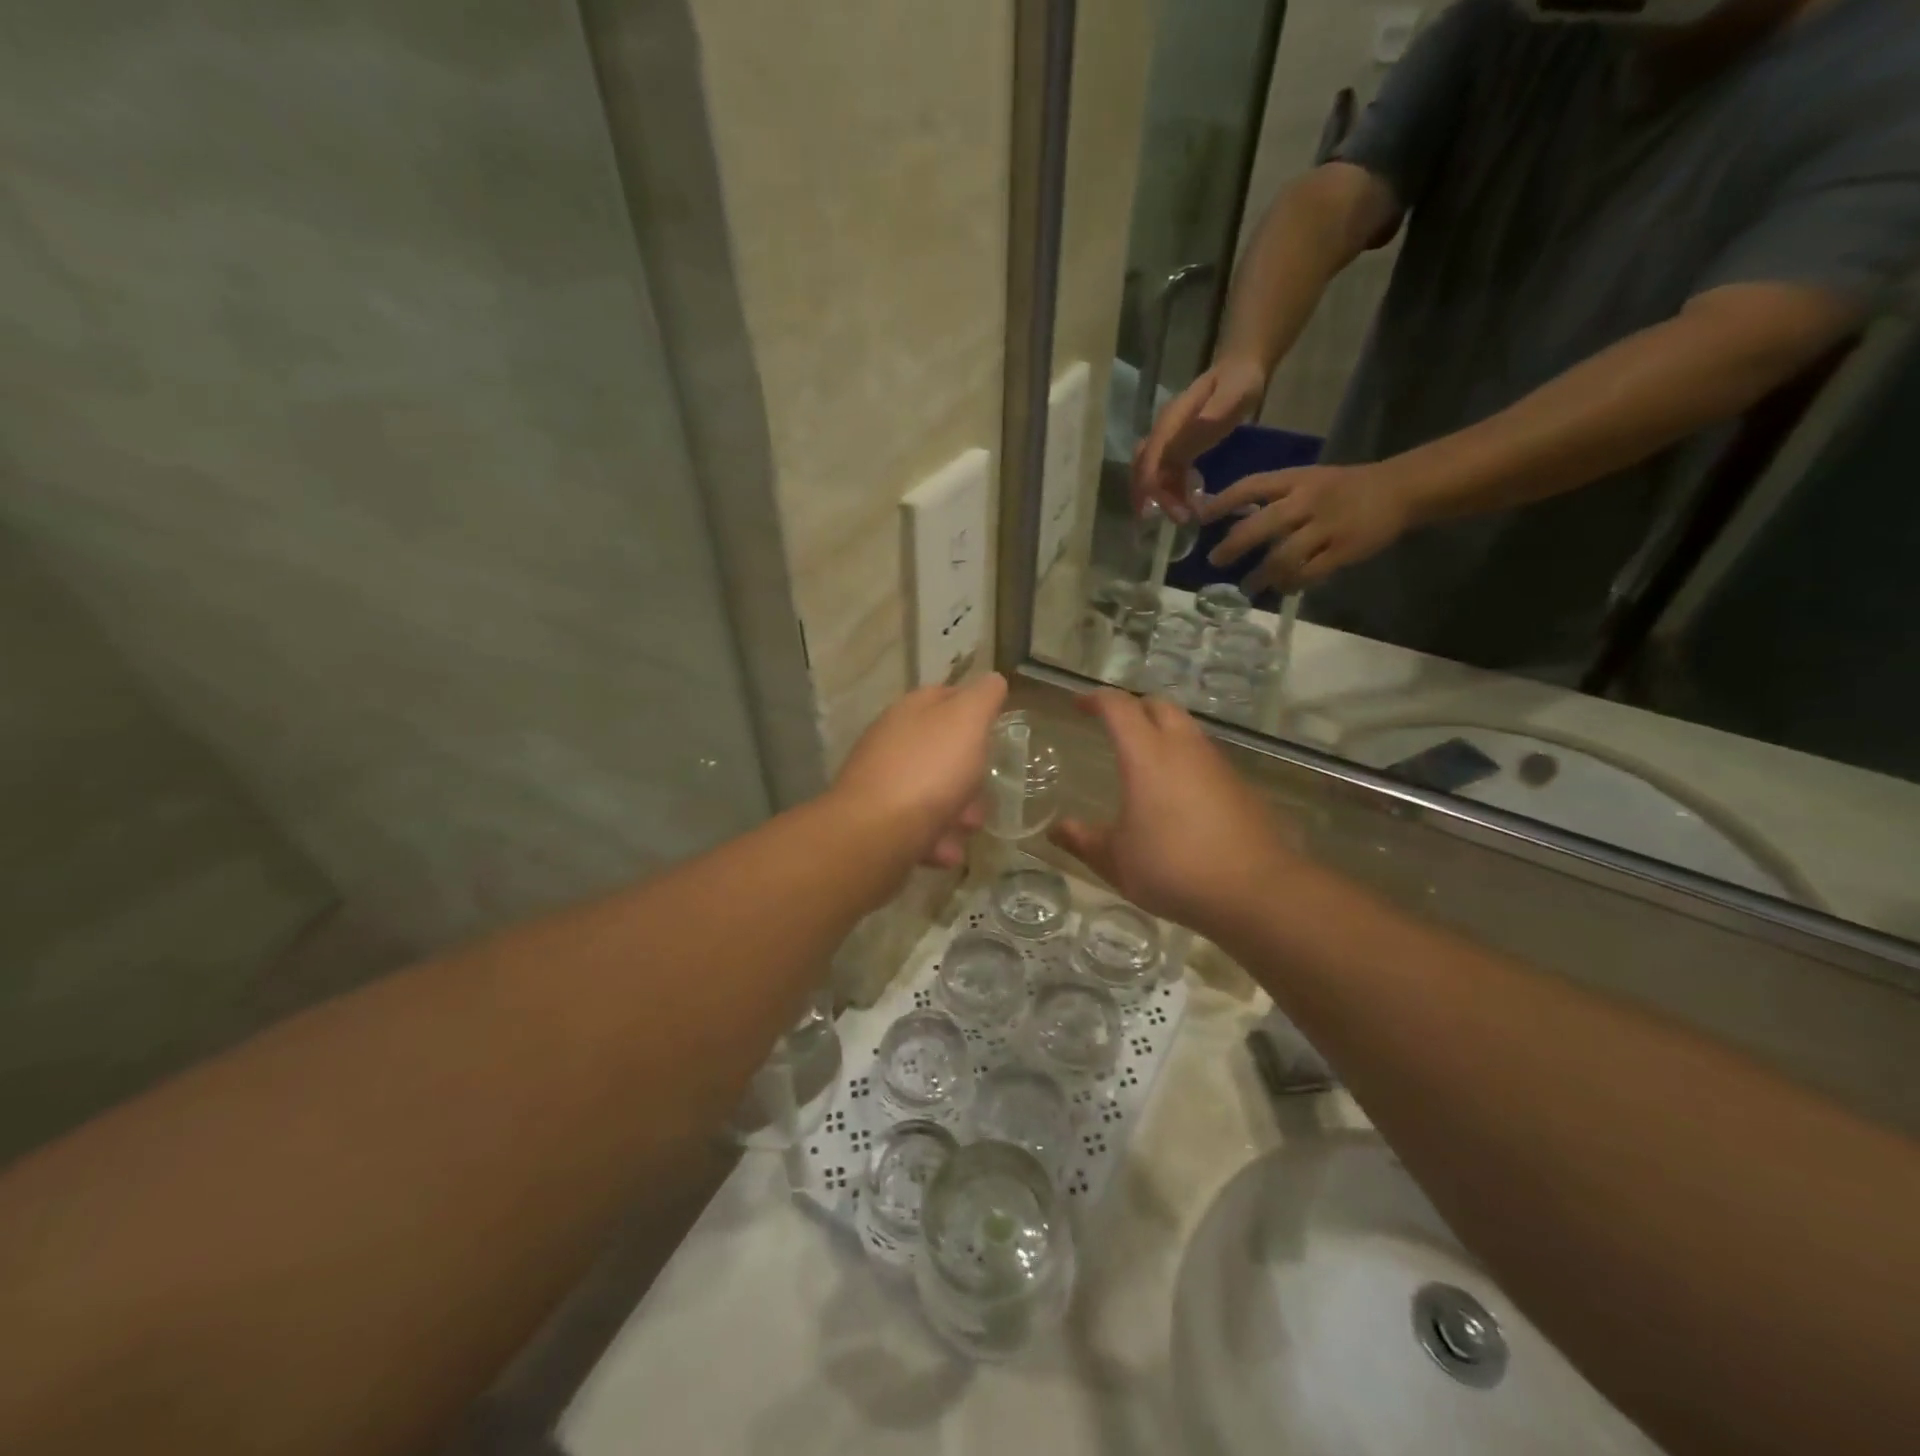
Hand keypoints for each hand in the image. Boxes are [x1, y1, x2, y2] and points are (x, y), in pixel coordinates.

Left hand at [832, 673, 1008, 869]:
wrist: (875, 834)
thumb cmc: (928, 770)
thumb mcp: (967, 721)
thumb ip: (983, 697)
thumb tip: (993, 679)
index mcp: (910, 712)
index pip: (944, 696)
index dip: (973, 707)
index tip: (997, 727)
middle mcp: (891, 743)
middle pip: (941, 751)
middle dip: (969, 774)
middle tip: (985, 789)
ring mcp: (882, 784)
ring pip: (932, 793)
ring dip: (958, 812)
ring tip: (967, 828)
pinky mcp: (878, 824)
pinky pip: (918, 828)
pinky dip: (936, 839)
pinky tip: (946, 851)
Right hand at [1048, 691, 1295, 935]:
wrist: (1254, 891)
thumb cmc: (1172, 868)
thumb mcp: (1116, 861)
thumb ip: (1083, 841)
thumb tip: (1055, 830)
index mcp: (1147, 755)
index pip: (1119, 707)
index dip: (1096, 700)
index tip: (1079, 705)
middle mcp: (1184, 748)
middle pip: (1158, 706)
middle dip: (1133, 707)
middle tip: (1113, 726)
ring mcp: (1216, 764)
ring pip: (1187, 729)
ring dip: (1162, 731)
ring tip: (1144, 759)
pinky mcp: (1240, 785)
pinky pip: (1205, 757)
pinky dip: (1185, 759)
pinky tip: (1178, 794)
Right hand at [1132, 356, 1269, 521]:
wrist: (1241, 368)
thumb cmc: (1239, 381)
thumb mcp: (1232, 394)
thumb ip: (1213, 413)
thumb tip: (1190, 435)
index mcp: (1171, 422)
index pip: (1152, 462)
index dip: (1158, 490)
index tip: (1178, 513)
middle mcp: (1163, 432)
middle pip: (1144, 470)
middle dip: (1151, 498)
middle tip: (1174, 520)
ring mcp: (1168, 440)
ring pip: (1152, 473)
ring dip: (1161, 497)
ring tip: (1182, 517)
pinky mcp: (1177, 446)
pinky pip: (1166, 472)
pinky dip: (1171, 490)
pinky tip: (1186, 503)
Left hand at [1199, 463, 1410, 593]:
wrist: (1401, 489)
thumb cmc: (1345, 487)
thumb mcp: (1309, 480)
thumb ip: (1275, 498)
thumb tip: (1232, 519)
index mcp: (1296, 480)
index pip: (1251, 487)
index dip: (1223, 502)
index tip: (1201, 518)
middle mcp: (1308, 501)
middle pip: (1261, 525)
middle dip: (1233, 545)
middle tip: (1215, 561)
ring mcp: (1326, 526)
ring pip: (1283, 556)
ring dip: (1260, 575)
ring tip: (1247, 586)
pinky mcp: (1344, 550)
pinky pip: (1309, 574)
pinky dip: (1291, 584)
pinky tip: (1282, 589)